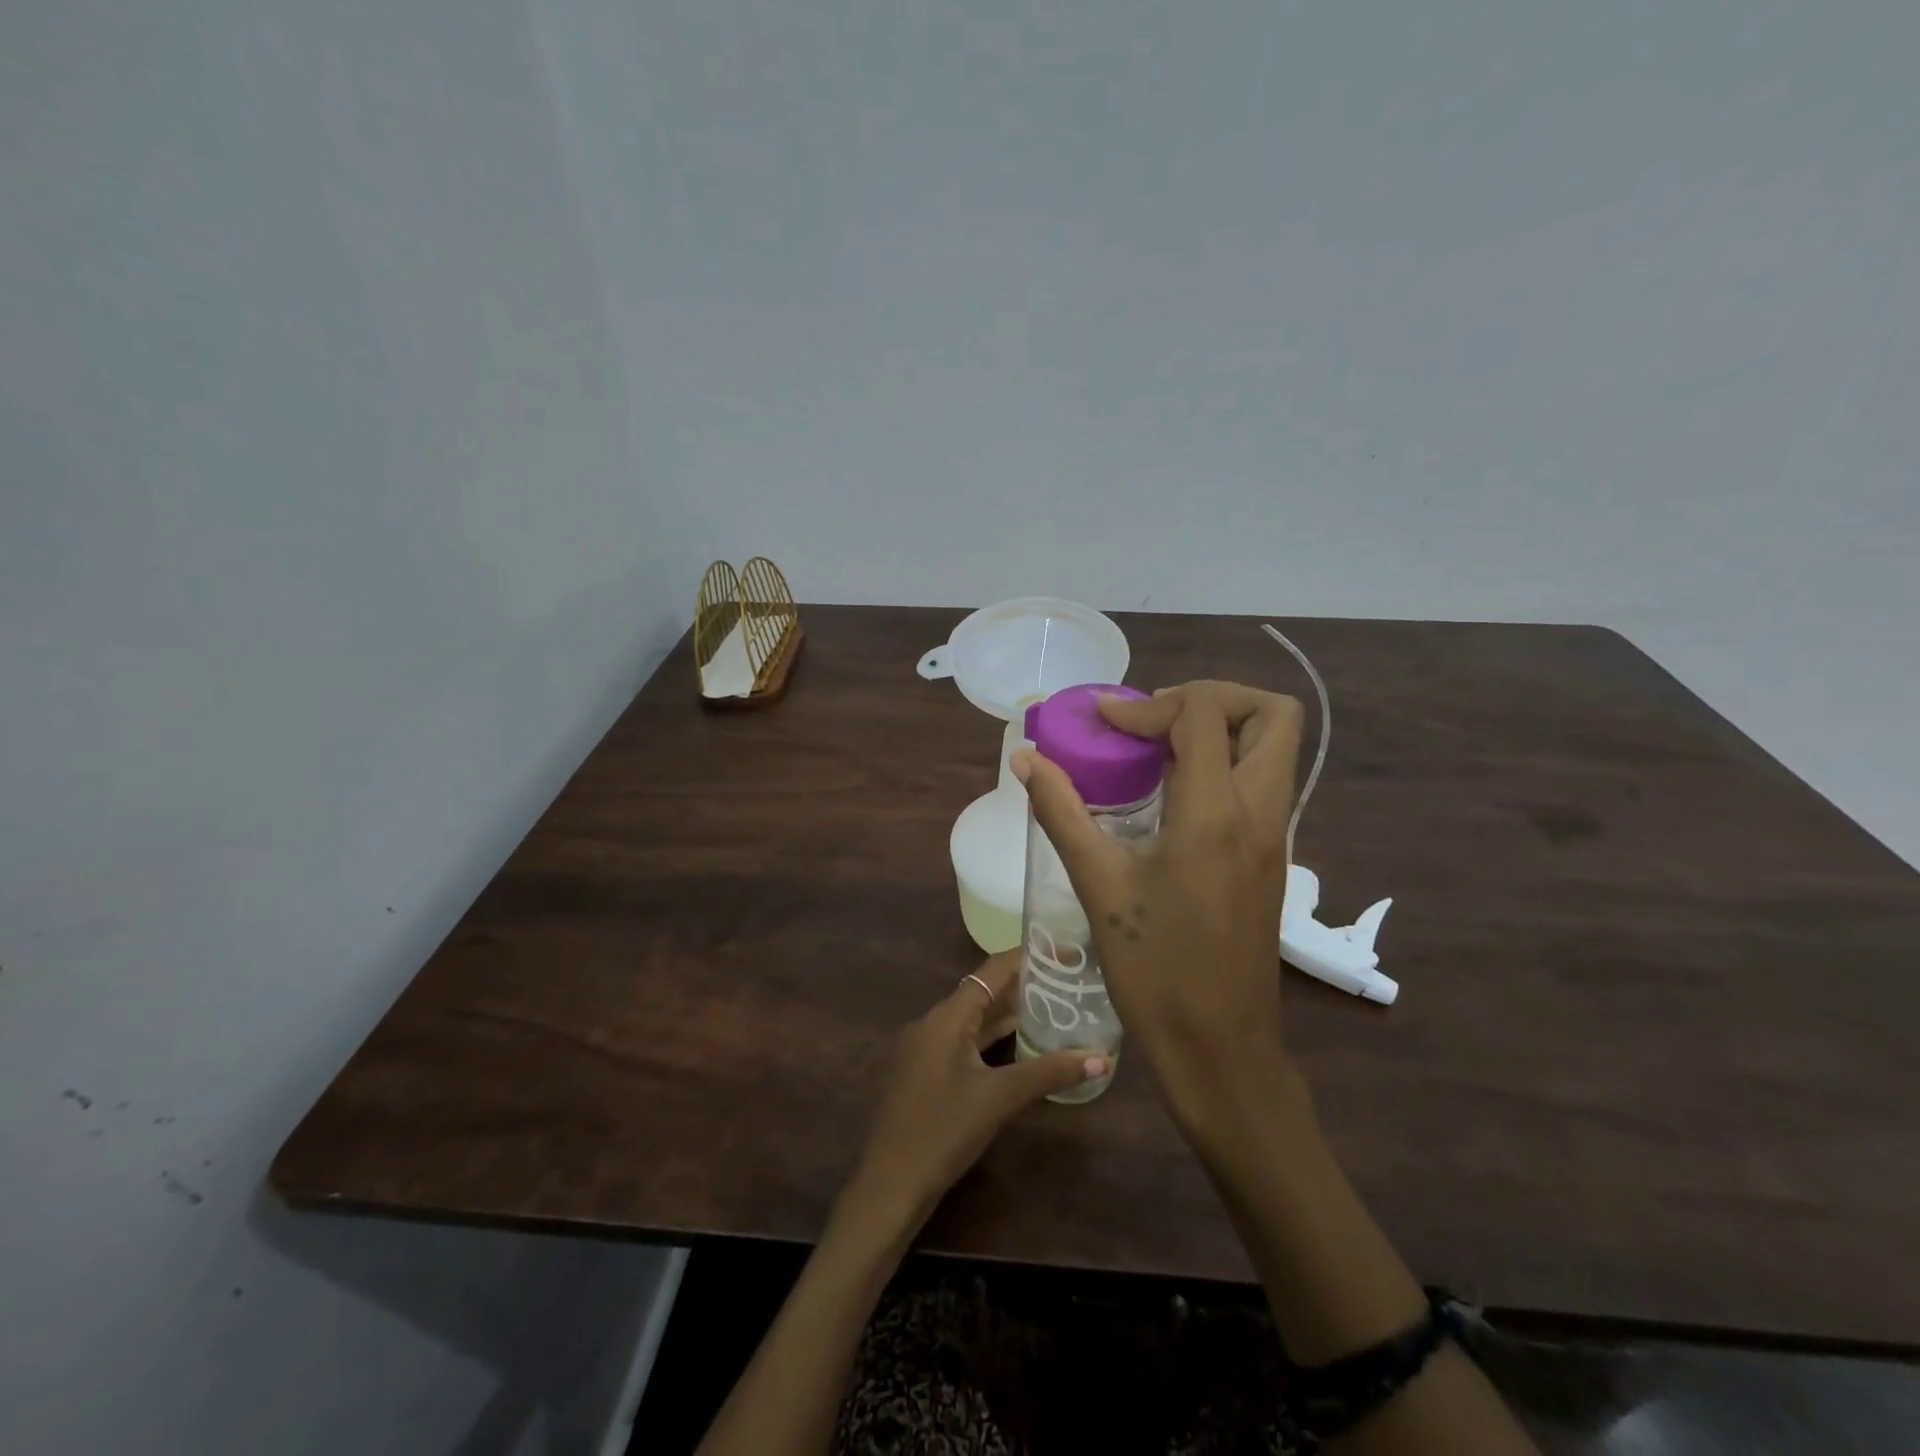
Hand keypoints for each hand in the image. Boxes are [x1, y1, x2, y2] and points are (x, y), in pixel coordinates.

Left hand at [843, 949, 1109, 1233]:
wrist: (890, 1184)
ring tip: (1054, 1005)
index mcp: (946, 1016)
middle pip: (983, 992)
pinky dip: (992, 1038)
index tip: (1062, 949)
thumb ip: (1049, 1072)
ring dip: (1008, 1013)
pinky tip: (1020, 1046)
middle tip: (1067, 979)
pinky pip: (964, 1041)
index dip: (1026, 956)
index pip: (991, 970)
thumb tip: (1102, 1058)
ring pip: (974, 1019)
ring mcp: (926, 1048)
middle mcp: (933, 1022)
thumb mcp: (1000, 1098)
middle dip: (1023, 985)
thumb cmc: (944, 1131)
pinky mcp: (925, 1072)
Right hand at [1013, 681, 1305, 1133]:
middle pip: (1272, 713)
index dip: (1147, 706)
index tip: (1103, 722)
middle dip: (1212, 697)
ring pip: (1275, 747)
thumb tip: (1025, 759)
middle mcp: (1261, 812)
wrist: (1220, 1049)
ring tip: (1160, 749)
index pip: (1200, 715)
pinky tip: (1173, 795)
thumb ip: (1062, 812)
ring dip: (1222, 728)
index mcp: (1216, 813)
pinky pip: (1263, 781)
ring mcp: (1277, 835)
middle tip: (1156, 721)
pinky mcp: (1274, 857)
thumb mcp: (1099, 885)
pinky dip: (1226, 763)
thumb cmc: (1155, 970)